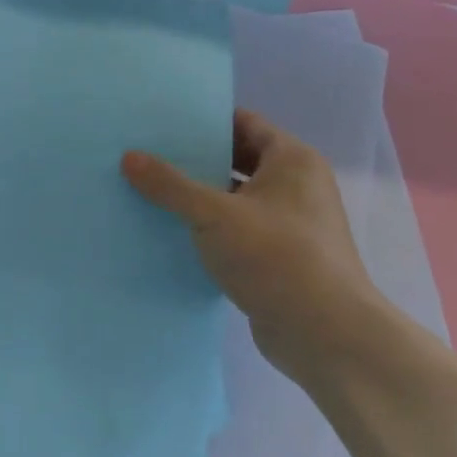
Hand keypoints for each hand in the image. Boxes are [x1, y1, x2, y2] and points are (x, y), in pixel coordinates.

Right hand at [122, 109, 383, 384]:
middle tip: (150, 153)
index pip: (244, 122)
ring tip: (153, 188)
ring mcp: (292, 224)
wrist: (327, 337)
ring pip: (237, 197)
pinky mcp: (282, 258)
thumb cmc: (277, 257)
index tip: (165, 120)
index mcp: (292, 160)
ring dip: (202, 195)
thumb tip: (129, 157)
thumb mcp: (214, 215)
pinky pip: (240, 229)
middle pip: (239, 159)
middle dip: (198, 158)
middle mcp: (298, 185)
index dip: (206, 119)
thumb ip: (170, 185)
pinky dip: (212, 227)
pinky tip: (174, 230)